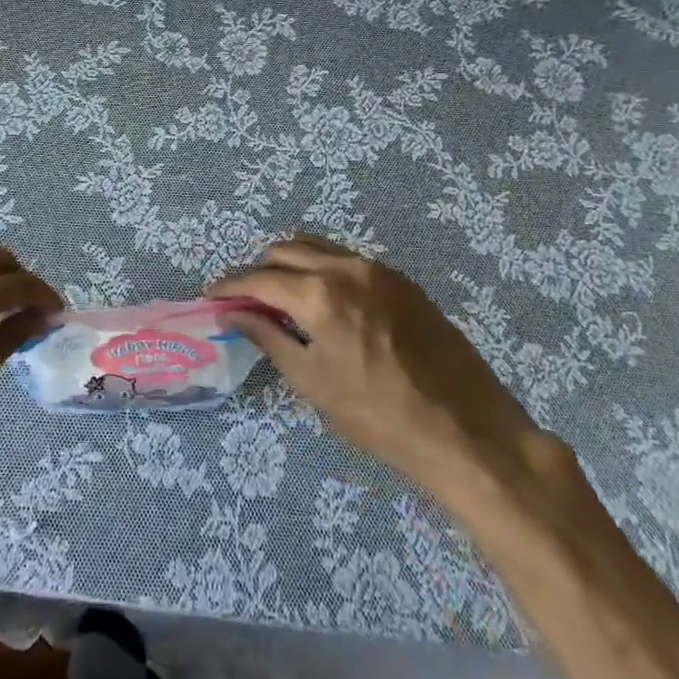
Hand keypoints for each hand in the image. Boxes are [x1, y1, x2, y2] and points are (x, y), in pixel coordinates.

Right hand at [209, 235, 556, 511]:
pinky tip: (323, 301)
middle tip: (245, 299)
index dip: (230, 286)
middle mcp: (347, 267)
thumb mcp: (313, 382)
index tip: (211, 295)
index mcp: (320, 293)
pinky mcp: (403, 282)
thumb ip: (269, 338)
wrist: (467, 430)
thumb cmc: (380, 416)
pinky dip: (323, 269)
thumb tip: (236, 314)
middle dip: (259, 269)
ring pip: (319, 248)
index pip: (260, 278)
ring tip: (280, 295)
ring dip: (291, 263)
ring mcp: (380, 270)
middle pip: (287, 249)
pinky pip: (348, 261)